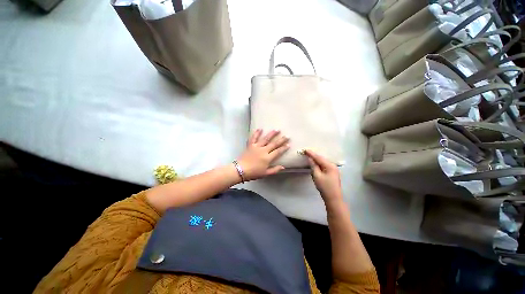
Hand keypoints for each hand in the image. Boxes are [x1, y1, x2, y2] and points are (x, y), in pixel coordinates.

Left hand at [237, 129, 289, 180]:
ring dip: (271, 134)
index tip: (288, 144)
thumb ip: (274, 170)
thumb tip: (283, 167)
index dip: (284, 148)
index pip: (278, 151)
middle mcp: (263, 150)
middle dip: (281, 140)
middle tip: (286, 136)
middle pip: (273, 144)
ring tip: (276, 130)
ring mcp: (256, 146)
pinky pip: (254, 138)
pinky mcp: (250, 145)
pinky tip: (260, 129)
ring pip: (265, 139)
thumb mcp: (265, 173)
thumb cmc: (253, 173)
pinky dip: (256, 133)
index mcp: (267, 158)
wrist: (240, 170)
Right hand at [304, 150, 341, 202]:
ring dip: (316, 159)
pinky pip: (324, 165)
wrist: (333, 198)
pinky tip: (315, 162)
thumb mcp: (317, 176)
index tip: (305, 150)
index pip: (319, 158)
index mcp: (330, 166)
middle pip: (321, 159)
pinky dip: (319, 163)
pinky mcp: (332, 173)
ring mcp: (333, 169)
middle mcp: (333, 166)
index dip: (311, 154)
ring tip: (309, 156)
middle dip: (314, 155)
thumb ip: (313, 166)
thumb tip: (310, 158)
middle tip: (306, 152)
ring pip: (323, 162)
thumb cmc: (324, 187)